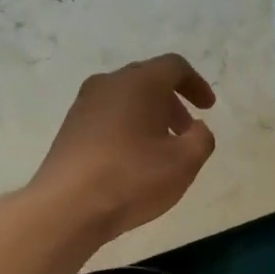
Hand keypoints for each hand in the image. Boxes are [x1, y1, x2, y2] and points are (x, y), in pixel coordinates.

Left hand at [32, 54, 217, 239]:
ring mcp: (83, 106)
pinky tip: (132, 161)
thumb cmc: (132, 178)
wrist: (67, 207)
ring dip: (148, 117)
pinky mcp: (69, 130)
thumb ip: (202, 139)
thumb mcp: (184, 163)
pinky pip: (107, 118)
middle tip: (186, 131)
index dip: (196, 84)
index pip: (174, 67)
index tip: (207, 108)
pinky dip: (127, 129)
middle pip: (147, 81)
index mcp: (139, 83)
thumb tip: (197, 128)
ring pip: (125, 100)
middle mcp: (108, 84)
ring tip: (161, 150)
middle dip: (172, 103)